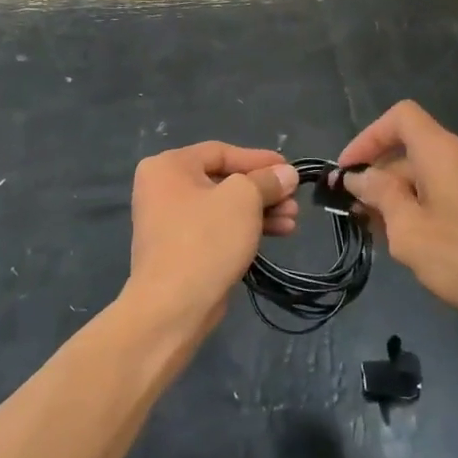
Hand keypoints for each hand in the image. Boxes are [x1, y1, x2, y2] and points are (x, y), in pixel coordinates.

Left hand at [127, 143, 298, 332]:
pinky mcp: (181, 249)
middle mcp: (163, 188)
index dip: (258, 159)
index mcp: (168, 166)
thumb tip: (287, 173)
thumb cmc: (205, 239)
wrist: (173, 305)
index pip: (221, 152)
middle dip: (263, 190)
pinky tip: (276, 234)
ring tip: (292, 221)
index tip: (289, 169)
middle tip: (294, 200)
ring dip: (260, 211)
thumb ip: (267, 181)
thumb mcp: (243, 200)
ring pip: (224, 207)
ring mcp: (170, 221)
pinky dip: (245, 228)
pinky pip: (217, 229)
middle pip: (223, 180)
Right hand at [339, 101, 457, 326]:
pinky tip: (428, 244)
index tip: (348, 173)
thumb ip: (380, 196)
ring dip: (406, 197)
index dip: (367, 138)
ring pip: (434, 174)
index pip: (400, 117)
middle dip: (382, 179)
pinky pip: (456, 190)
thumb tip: (360, 176)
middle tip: (362, 219)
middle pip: (414, 150)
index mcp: (443, 151)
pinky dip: (432, 206)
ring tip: (391, 238)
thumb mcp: (410, 231)